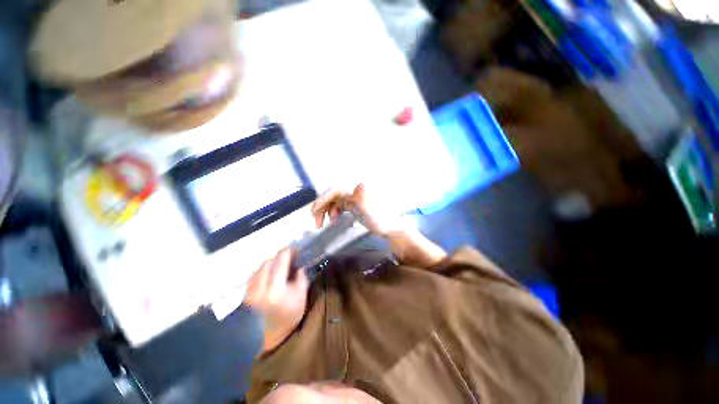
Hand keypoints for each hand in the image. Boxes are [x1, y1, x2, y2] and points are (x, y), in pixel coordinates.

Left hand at [245, 248, 308, 353]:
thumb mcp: (301, 296)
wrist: (271, 334)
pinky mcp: (246, 293)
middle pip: (268, 262)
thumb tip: (299, 265)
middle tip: (289, 255)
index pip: (280, 261)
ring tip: (280, 263)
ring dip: (271, 262)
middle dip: (279, 256)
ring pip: (260, 267)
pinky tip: (270, 272)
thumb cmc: (289, 315)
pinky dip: (264, 269)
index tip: (295, 247)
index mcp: (276, 288)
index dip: (288, 251)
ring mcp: (251, 290)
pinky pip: (255, 274)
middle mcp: (260, 287)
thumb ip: (301, 278)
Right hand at [311, 184, 397, 235]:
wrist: (392, 228)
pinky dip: (334, 211)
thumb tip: (359, 184)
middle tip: (315, 220)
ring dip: (327, 210)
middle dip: (322, 206)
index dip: (323, 199)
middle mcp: (355, 190)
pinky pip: (340, 205)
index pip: (336, 190)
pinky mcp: (355, 204)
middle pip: (333, 194)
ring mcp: (355, 197)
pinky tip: (334, 219)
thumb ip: (363, 198)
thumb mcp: (372, 211)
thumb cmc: (383, 220)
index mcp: (359, 189)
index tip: (313, 211)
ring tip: (324, 223)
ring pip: (335, 200)